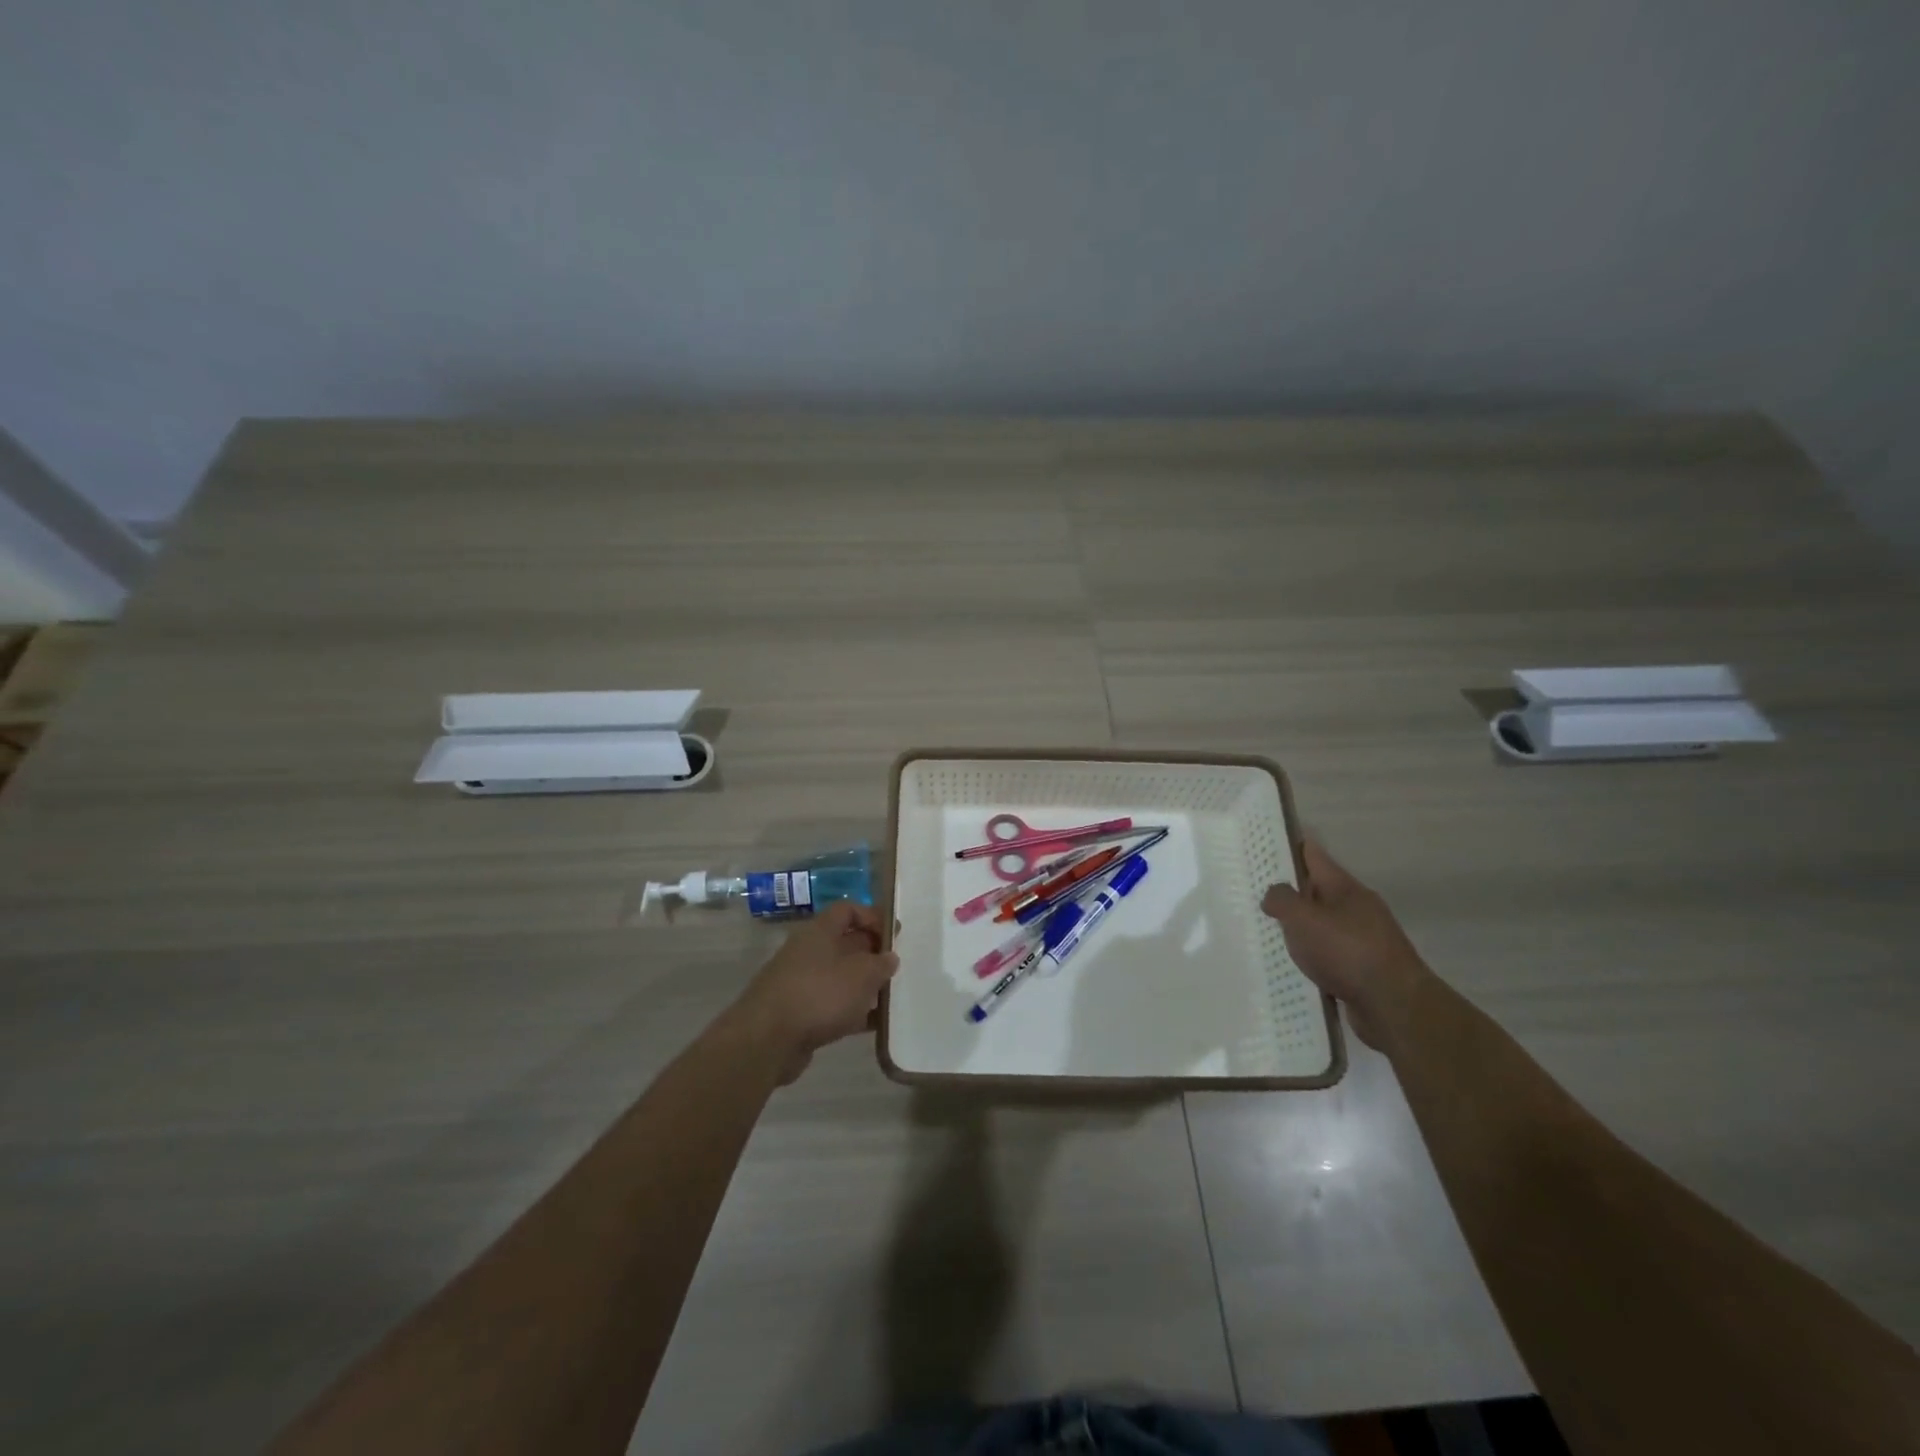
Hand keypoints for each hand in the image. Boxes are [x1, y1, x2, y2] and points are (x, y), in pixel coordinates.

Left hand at [730, 901, 898, 1083]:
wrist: (767, 1041)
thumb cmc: (819, 994)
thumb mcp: (861, 974)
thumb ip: (880, 964)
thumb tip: (889, 958)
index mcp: (820, 932)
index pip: (847, 910)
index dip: (872, 917)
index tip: (894, 935)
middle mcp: (808, 952)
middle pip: (846, 944)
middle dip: (873, 954)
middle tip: (898, 968)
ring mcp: (802, 984)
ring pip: (841, 977)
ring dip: (865, 986)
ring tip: (892, 998)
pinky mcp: (800, 1014)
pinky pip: (833, 1005)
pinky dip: (853, 1012)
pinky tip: (874, 1025)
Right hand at [1262, 838, 1432, 1052]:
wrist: (1394, 1008)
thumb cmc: (1347, 951)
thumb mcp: (1304, 918)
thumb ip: (1282, 900)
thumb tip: (1273, 895)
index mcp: (1345, 888)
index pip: (1314, 855)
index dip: (1289, 847)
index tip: (1263, 845)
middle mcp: (1356, 909)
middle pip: (1317, 890)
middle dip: (1289, 890)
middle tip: (1254, 891)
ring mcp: (1362, 940)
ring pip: (1321, 925)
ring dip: (1299, 927)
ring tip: (1265, 929)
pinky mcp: (1361, 970)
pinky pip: (1328, 955)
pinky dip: (1310, 956)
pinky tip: (1290, 964)